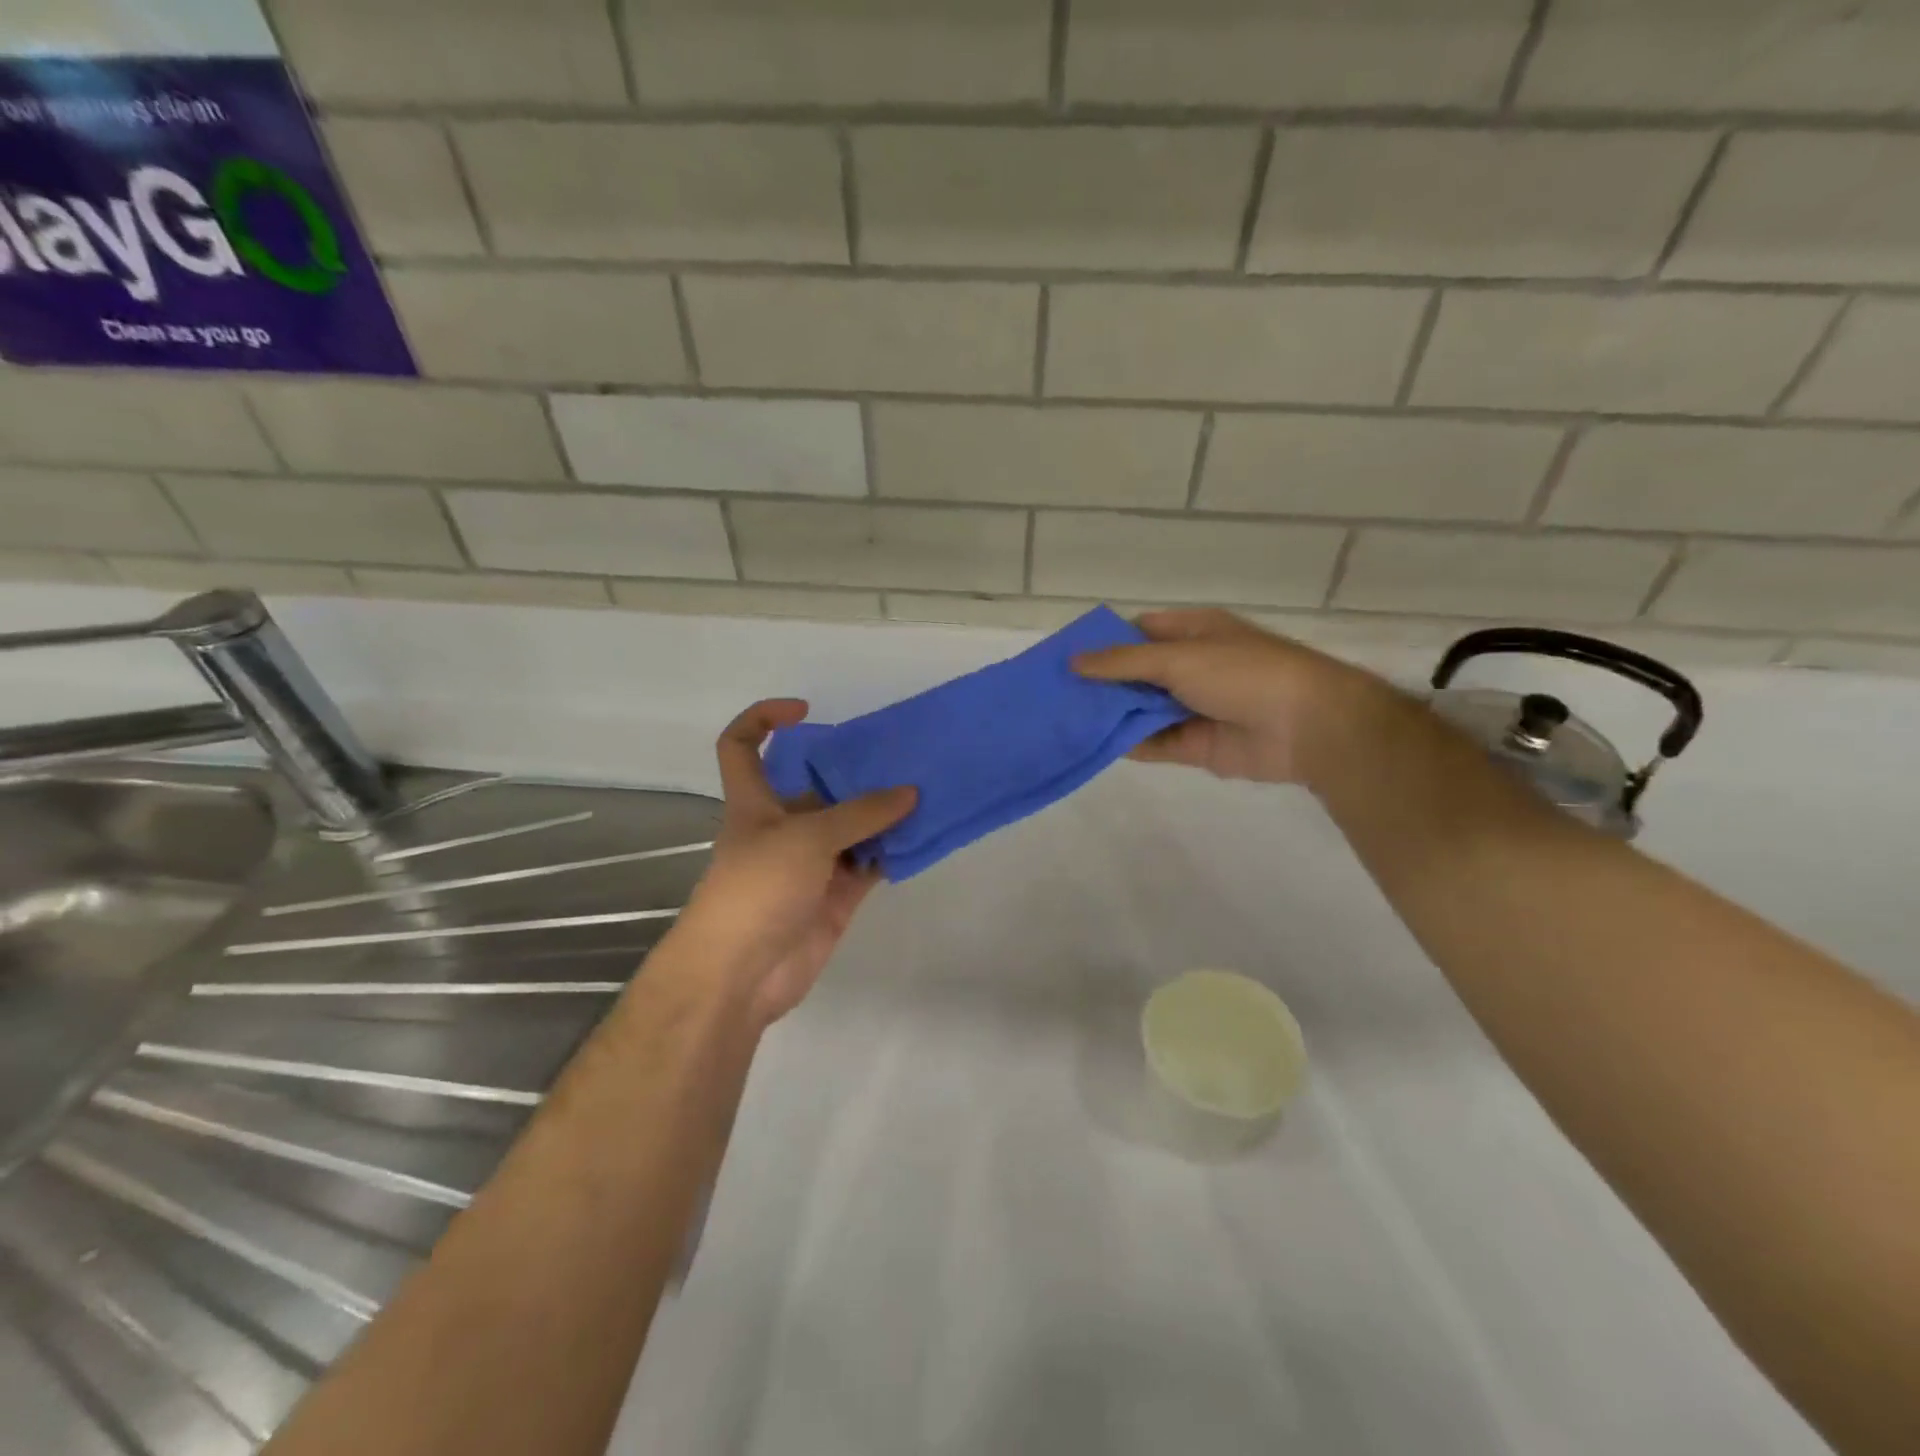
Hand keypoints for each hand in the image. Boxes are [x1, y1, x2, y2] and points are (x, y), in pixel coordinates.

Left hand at [672, 699, 915, 1027]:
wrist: (742, 975)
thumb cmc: (758, 888)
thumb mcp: (806, 837)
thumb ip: (860, 813)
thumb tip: (910, 793)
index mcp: (755, 802)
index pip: (741, 746)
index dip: (763, 719)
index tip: (804, 711)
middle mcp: (783, 827)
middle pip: (816, 787)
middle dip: (852, 771)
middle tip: (899, 755)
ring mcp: (811, 864)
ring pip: (851, 827)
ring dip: (882, 812)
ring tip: (925, 789)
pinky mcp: (835, 896)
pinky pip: (869, 864)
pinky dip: (893, 851)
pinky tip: (923, 834)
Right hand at [1073, 609, 1382, 784]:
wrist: (1307, 726)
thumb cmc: (1243, 673)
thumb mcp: (1179, 657)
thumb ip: (1124, 662)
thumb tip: (1074, 661)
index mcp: (1193, 633)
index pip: (1138, 632)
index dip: (1103, 643)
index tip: (1065, 657)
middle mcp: (1190, 667)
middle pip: (1135, 674)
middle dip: (1100, 683)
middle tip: (1054, 694)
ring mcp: (1192, 707)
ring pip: (1141, 710)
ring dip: (1110, 714)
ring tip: (1063, 720)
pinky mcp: (1195, 744)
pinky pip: (1153, 742)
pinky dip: (1127, 743)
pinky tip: (1093, 744)